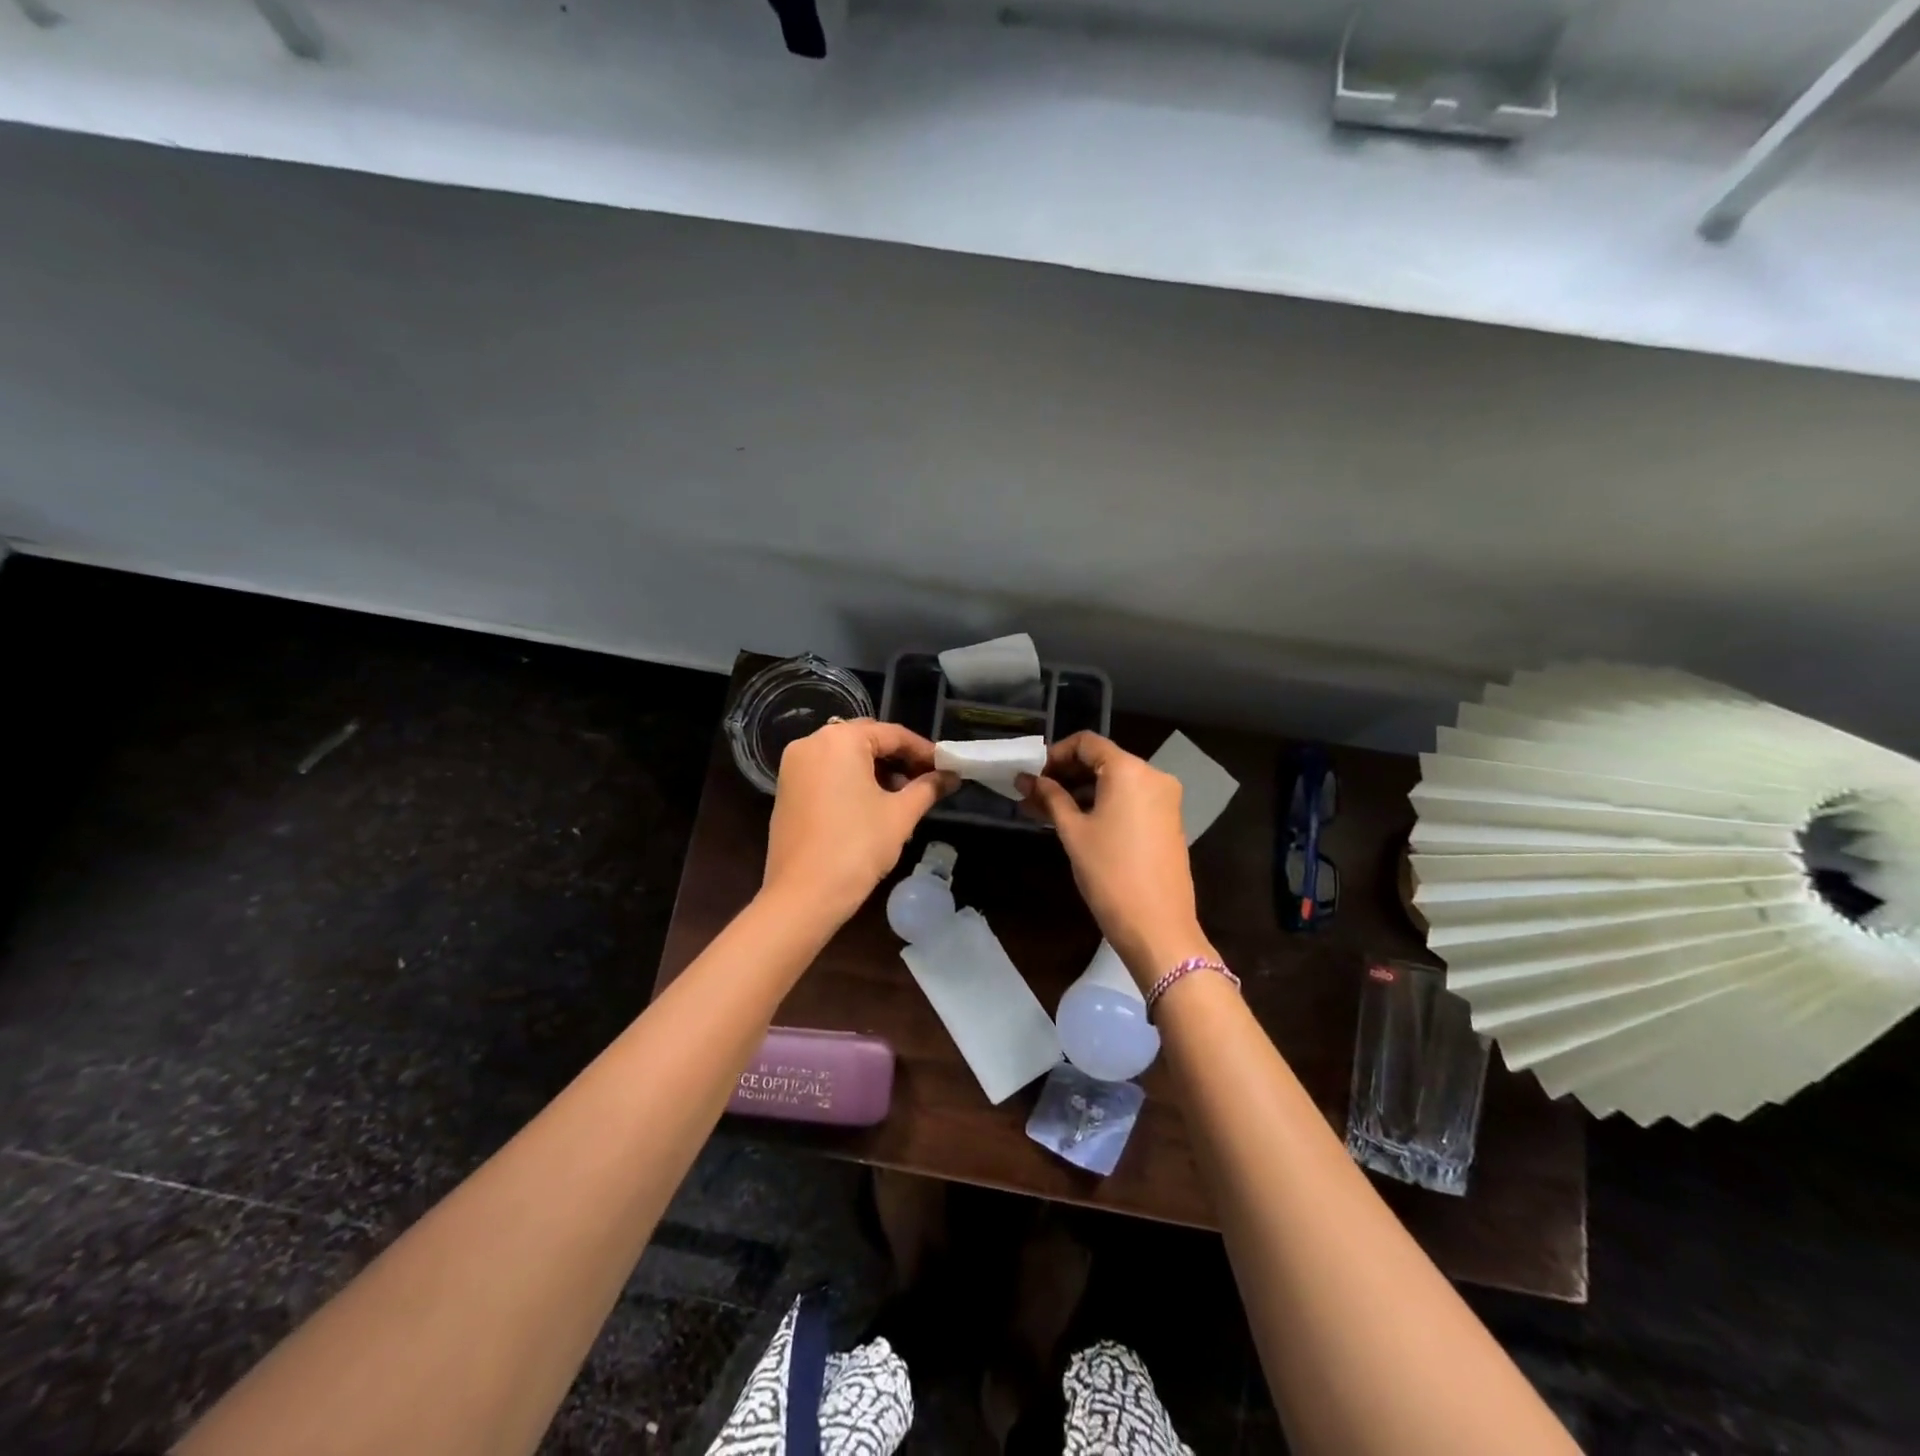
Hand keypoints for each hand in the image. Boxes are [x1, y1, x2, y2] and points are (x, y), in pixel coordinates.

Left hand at [764, 719, 957, 920]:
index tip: (946, 768)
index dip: (923, 751)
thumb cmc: (857, 847)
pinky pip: (827, 773)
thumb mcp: (900, 814)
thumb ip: (928, 788)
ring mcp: (793, 767)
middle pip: (866, 740)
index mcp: (839, 740)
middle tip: (926, 781)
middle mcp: (811, 743)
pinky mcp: (786, 789)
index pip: (892, 734)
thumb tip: (952, 776)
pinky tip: (872, 806)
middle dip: (898, 759)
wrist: (803, 895)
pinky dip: (852, 781)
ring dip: (876, 771)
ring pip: (845, 757)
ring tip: (903, 797)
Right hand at [1019, 733, 1214, 990]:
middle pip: (1103, 760)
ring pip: (1116, 782)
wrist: (1158, 926)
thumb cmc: (1110, 873)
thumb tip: (1026, 779)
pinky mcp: (1169, 820)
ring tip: (1047, 811)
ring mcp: (1165, 799)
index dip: (1055, 754)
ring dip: (1082, 791)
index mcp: (1130, 770)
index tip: (1032, 775)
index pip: (1087, 743)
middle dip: (1066, 774)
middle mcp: (1153, 775)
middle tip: (1033, 794)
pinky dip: (1104, 804)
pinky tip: (1077, 822)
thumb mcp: (1073, 832)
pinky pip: (1131, 799)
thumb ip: (1050, 798)